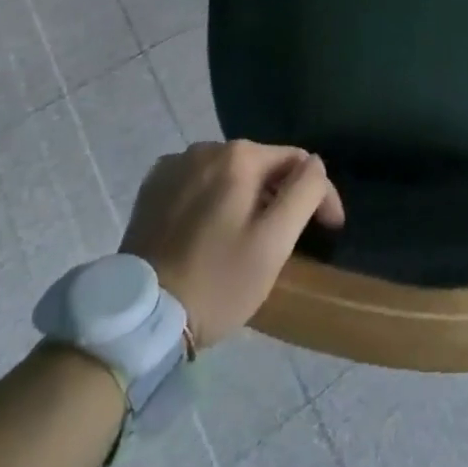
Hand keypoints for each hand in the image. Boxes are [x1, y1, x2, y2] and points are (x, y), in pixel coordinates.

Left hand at [120, 140, 344, 348]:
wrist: (138, 318)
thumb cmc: (216, 281)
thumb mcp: (274, 243)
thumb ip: (304, 192)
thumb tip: (315, 164)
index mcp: (240, 156)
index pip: (298, 162)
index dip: (319, 194)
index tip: (329, 230)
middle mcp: (206, 148)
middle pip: (261, 166)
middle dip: (279, 196)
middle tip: (285, 241)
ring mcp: (174, 165)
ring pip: (228, 174)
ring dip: (245, 198)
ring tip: (246, 238)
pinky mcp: (152, 189)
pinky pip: (197, 184)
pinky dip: (211, 201)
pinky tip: (209, 232)